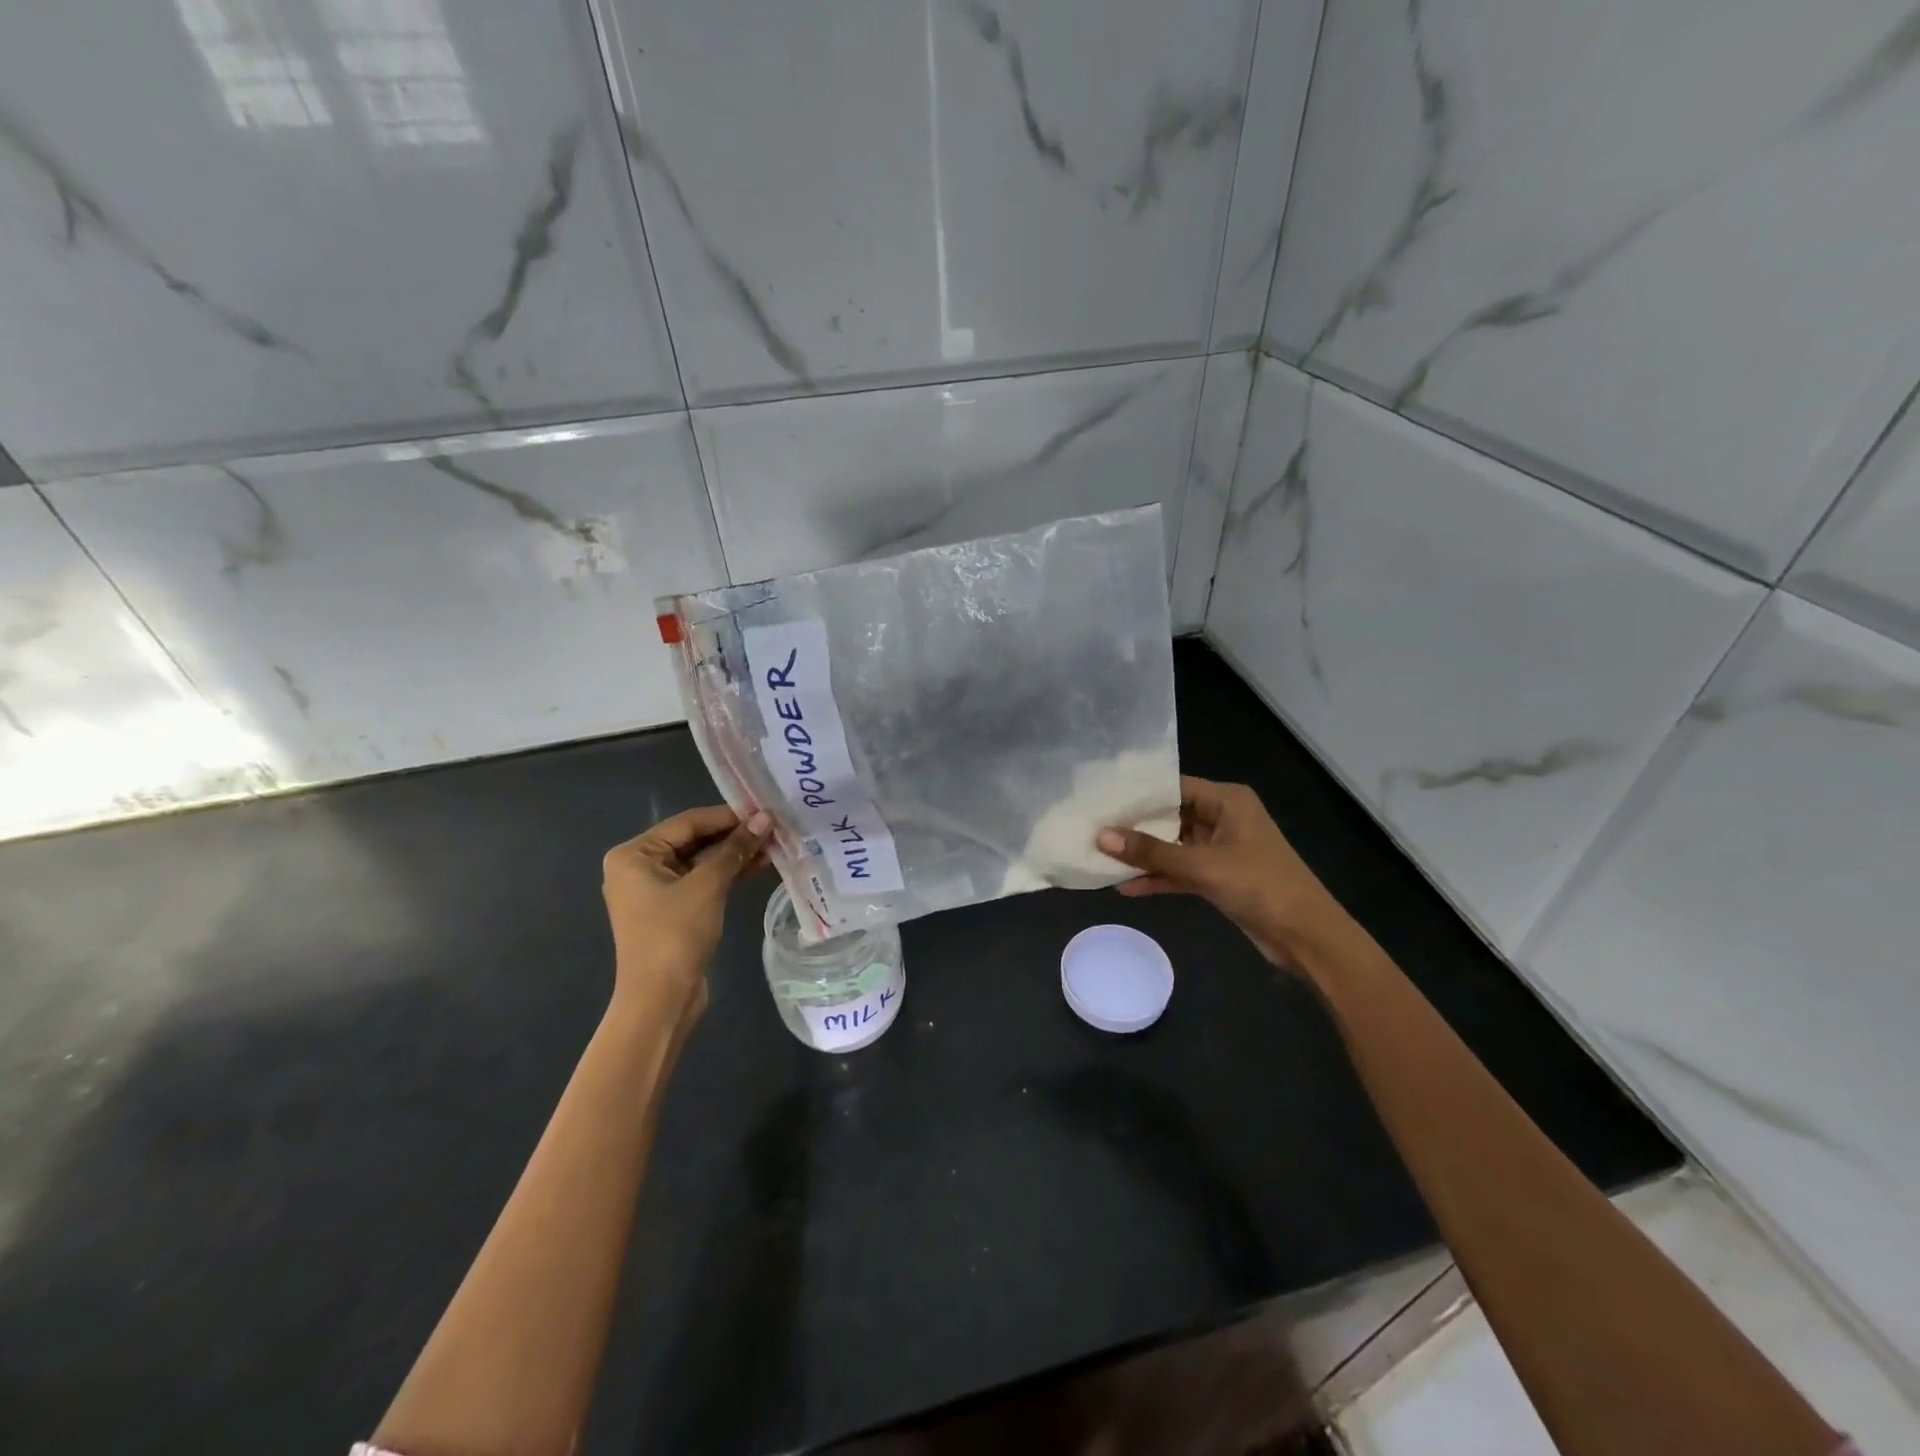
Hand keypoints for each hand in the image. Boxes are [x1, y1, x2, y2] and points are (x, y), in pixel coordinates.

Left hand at [602, 805, 771, 1017]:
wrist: (661, 1000)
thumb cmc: (675, 935)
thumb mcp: (707, 886)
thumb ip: (735, 849)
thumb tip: (765, 818)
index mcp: (634, 854)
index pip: (688, 823)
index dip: (729, 816)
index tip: (766, 811)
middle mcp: (640, 867)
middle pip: (695, 840)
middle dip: (735, 836)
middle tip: (775, 827)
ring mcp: (657, 890)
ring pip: (703, 862)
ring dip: (736, 855)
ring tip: (775, 845)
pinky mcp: (674, 909)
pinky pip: (704, 881)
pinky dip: (729, 874)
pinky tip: (760, 865)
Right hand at [1096, 776, 1338, 967]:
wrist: (1307, 937)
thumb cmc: (1260, 886)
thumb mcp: (1202, 866)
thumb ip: (1151, 852)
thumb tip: (1101, 836)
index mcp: (1227, 801)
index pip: (1173, 786)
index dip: (1137, 794)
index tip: (1100, 799)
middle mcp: (1223, 818)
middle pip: (1169, 816)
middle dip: (1134, 826)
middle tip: (1092, 827)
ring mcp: (1221, 849)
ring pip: (1172, 846)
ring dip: (1144, 855)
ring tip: (1100, 857)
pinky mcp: (1219, 877)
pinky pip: (1181, 871)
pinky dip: (1159, 877)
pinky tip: (1126, 887)